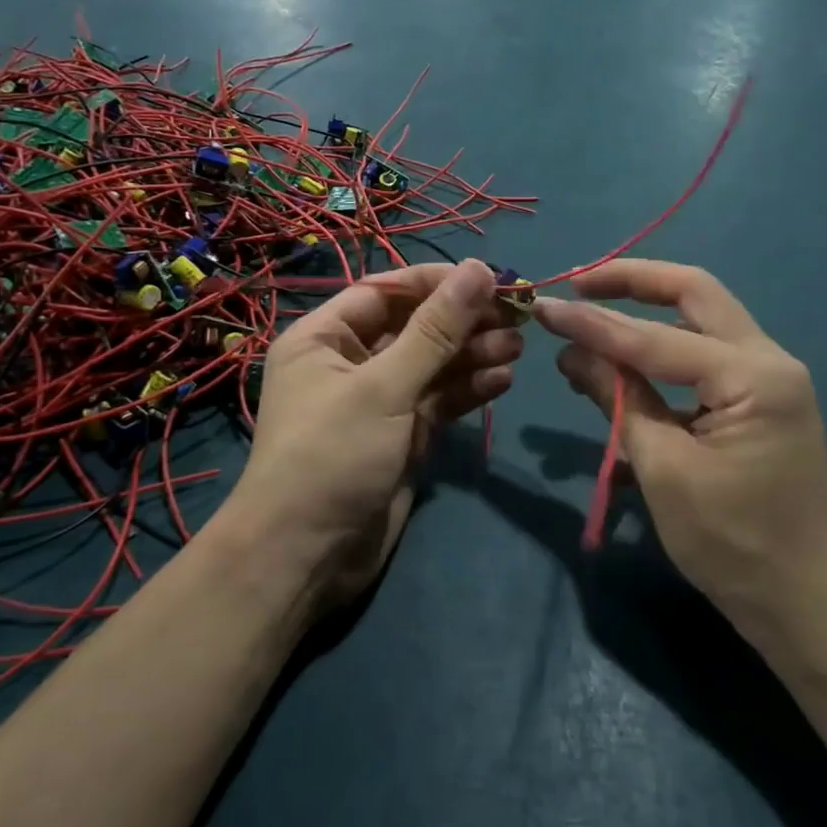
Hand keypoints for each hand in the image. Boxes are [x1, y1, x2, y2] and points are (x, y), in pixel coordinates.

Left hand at [226, 260, 519, 611]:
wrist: (307, 557)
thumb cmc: (332, 456)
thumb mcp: (383, 387)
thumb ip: (435, 330)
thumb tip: (478, 269)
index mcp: (325, 338)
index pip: (386, 292)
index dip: (436, 282)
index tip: (489, 278)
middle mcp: (351, 363)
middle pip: (415, 327)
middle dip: (463, 320)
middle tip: (516, 315)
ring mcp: (379, 401)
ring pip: (432, 364)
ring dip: (473, 353)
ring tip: (518, 346)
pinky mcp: (402, 436)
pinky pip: (439, 401)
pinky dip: (469, 390)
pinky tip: (504, 379)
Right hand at [534, 260, 826, 651]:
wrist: (806, 604)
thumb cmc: (732, 544)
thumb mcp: (663, 469)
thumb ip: (618, 399)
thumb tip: (570, 351)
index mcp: (753, 376)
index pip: (655, 338)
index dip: (593, 324)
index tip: (545, 307)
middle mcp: (770, 360)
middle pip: (696, 294)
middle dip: (635, 282)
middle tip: (580, 284)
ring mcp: (771, 378)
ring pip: (703, 320)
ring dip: (650, 311)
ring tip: (593, 317)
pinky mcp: (762, 400)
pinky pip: (708, 356)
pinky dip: (666, 349)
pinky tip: (629, 363)